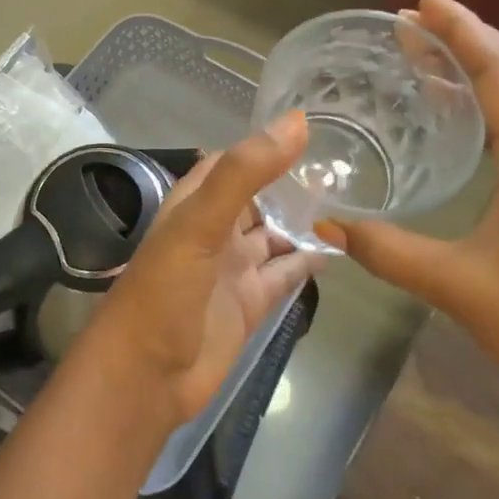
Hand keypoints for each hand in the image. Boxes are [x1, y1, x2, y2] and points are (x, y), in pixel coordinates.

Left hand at [79, 112, 323, 428]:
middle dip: (293, 182)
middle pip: (259, 196)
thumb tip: (297, 122)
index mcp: (194, 203)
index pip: (233, 162)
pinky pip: (285, 273)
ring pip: (275, 233)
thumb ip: (246, 173)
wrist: (146, 376)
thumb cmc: (165, 290)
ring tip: (352, 199)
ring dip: (305, 220)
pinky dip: (308, 261)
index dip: (266, 144)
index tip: (315, 128)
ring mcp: (233, 267)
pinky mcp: (250, 303)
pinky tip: (339, 247)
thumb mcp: (200, 223)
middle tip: (347, 164)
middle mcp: (214, 230)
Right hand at [325, 0, 498, 423]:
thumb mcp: (456, 287)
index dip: (463, 32)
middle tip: (415, 18)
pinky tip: (463, 103)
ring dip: (484, 58)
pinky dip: (495, 90)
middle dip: (470, 34)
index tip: (422, 3)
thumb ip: (388, 251)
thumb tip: (326, 223)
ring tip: (432, 47)